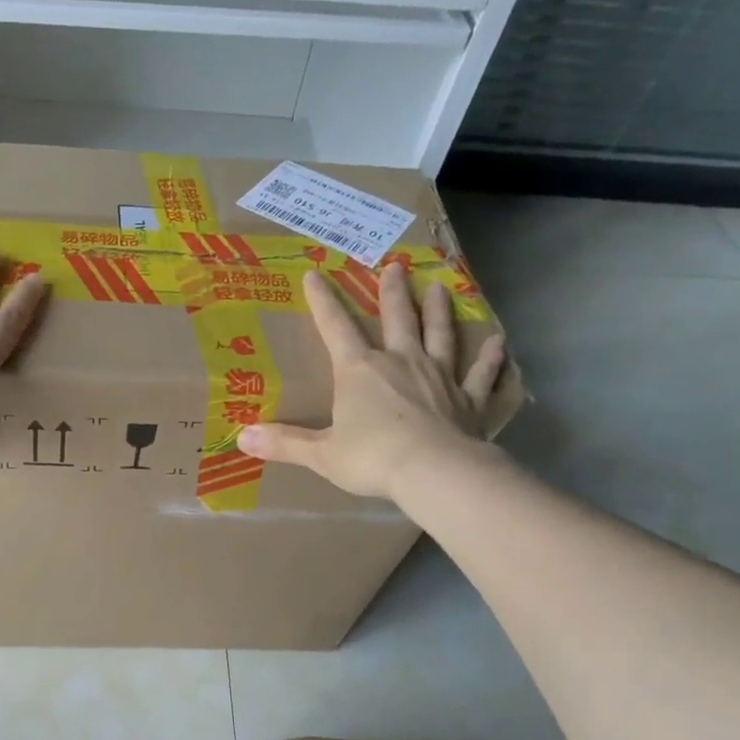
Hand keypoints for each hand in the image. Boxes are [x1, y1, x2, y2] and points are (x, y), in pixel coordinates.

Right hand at [238, 264, 506, 499]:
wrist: (433, 472)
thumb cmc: (371, 459)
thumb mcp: (320, 454)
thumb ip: (284, 443)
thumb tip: (241, 437)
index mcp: (360, 371)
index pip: (336, 328)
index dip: (322, 301)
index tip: (314, 274)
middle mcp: (401, 362)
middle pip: (397, 319)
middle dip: (393, 293)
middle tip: (396, 266)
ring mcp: (440, 377)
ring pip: (440, 335)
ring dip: (439, 311)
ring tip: (440, 287)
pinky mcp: (469, 400)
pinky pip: (482, 375)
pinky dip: (491, 359)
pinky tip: (499, 343)